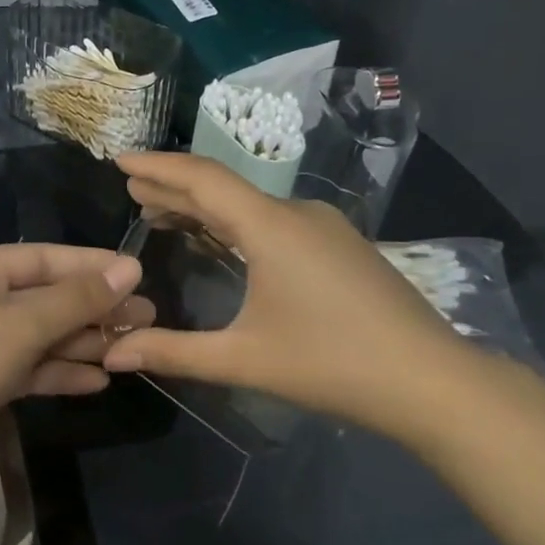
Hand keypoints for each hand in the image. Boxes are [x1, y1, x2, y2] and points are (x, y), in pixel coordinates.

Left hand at [0, 243, 150, 438]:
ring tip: (131, 350)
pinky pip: (27, 368)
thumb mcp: (24, 323)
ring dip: (81, 343)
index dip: (91, 265)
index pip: (44, 258)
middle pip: (44, 298)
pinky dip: (59, 372)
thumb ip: (78, 298)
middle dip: (93, 309)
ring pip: (39, 336)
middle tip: (145, 318)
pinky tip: (97, 381)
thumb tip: (131, 268)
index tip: (138, 274)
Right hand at [102, 152, 480, 440]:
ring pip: (250, 204)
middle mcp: (297, 213)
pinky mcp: (340, 246)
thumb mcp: (243, 360)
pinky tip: (223, 241)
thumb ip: (172, 352)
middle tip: (133, 193)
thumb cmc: (332, 365)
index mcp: (270, 227)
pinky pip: (273, 219)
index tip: (120, 163)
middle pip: (224, 187)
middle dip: (174, 187)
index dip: (157, 167)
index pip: (202, 179)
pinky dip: (235, 223)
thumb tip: (112, 353)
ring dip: (205, 207)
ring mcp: (324, 227)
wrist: (433, 382)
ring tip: (164, 215)